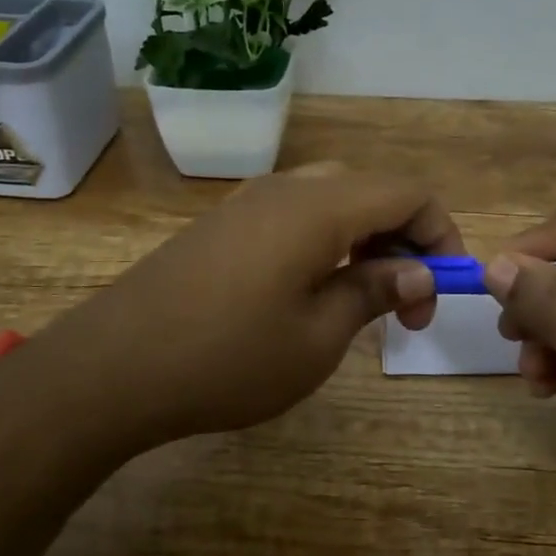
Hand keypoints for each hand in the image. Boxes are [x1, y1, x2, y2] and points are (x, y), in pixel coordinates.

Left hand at [34, 164, 462, 453]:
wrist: (113, 367)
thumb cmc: (227, 358)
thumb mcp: (317, 337)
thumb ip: (372, 292)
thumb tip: (418, 271)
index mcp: (319, 207)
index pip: (408, 193)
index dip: (441, 234)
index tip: (441, 292)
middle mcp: (286, 188)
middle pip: (370, 190)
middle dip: (403, 239)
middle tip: (405, 304)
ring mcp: (247, 202)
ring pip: (331, 199)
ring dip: (364, 239)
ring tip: (362, 299)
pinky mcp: (222, 223)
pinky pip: (294, 214)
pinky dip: (325, 240)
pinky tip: (311, 290)